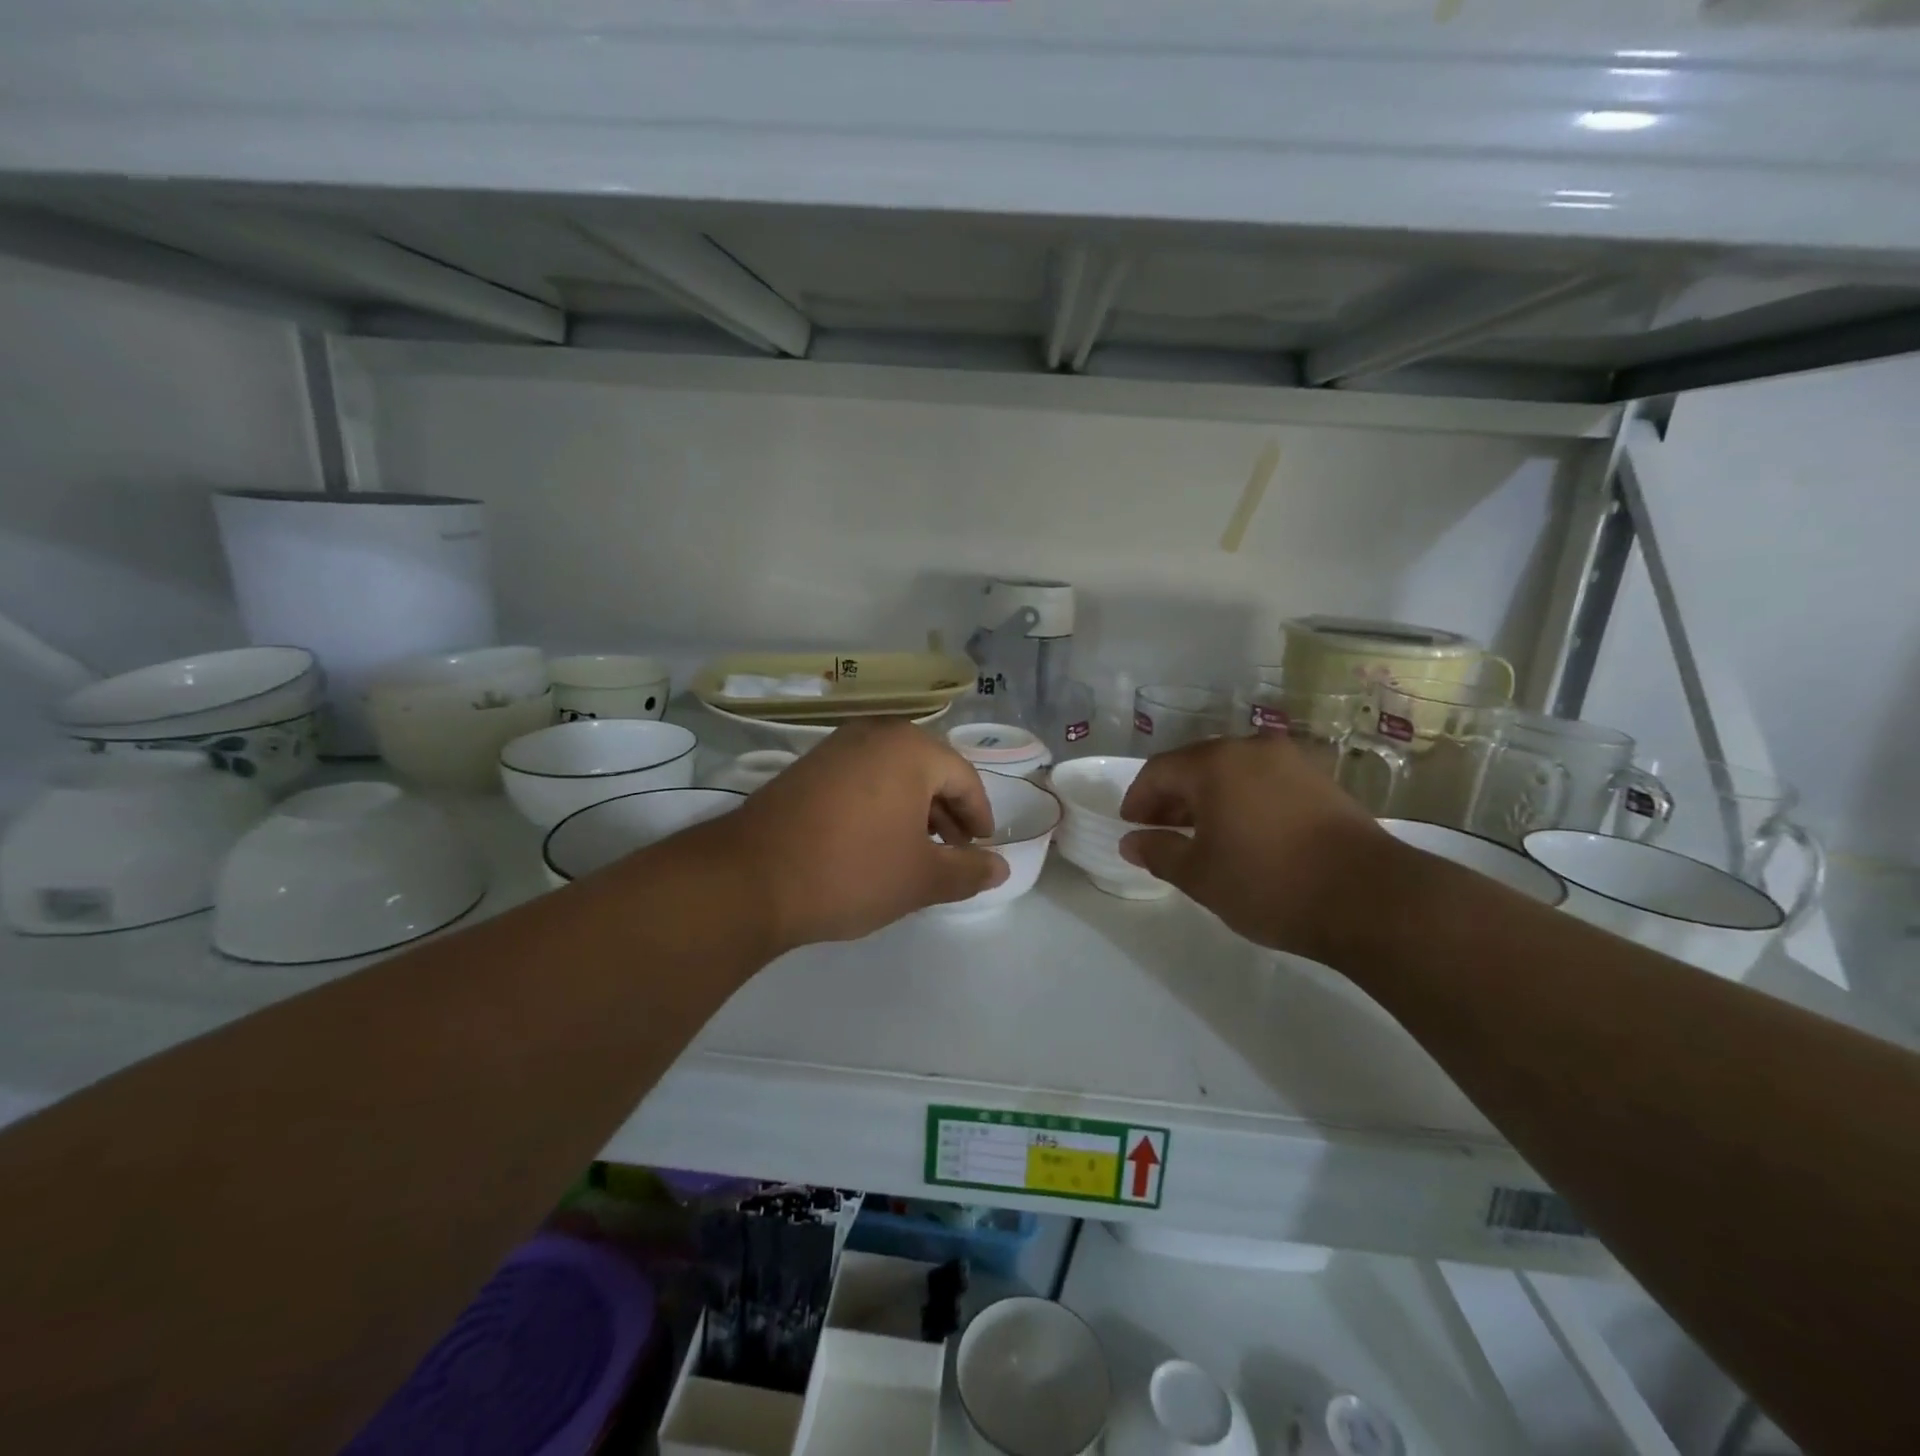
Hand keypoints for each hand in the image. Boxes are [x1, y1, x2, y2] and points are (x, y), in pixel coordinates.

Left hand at [696, 718, 1007, 952]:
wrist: (750, 879)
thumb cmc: (851, 871)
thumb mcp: (920, 878)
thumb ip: (968, 871)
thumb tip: (1001, 868)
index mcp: (911, 748)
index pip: (963, 778)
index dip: (978, 816)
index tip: (980, 848)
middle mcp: (874, 734)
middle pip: (928, 770)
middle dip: (945, 813)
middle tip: (952, 852)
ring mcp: (835, 747)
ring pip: (892, 774)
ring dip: (912, 810)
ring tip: (914, 851)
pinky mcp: (806, 767)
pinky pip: (860, 779)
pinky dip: (879, 805)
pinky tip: (873, 842)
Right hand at [1119, 736, 1391, 961]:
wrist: (1370, 898)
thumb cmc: (1269, 883)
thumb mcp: (1200, 876)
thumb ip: (1159, 852)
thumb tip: (1131, 842)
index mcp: (1215, 763)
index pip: (1159, 770)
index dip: (1138, 798)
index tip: (1130, 827)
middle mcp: (1251, 749)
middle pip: (1195, 766)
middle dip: (1171, 798)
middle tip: (1159, 831)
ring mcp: (1291, 762)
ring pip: (1231, 773)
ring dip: (1207, 799)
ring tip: (1200, 836)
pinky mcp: (1320, 782)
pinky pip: (1263, 782)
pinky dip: (1241, 801)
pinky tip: (1243, 834)